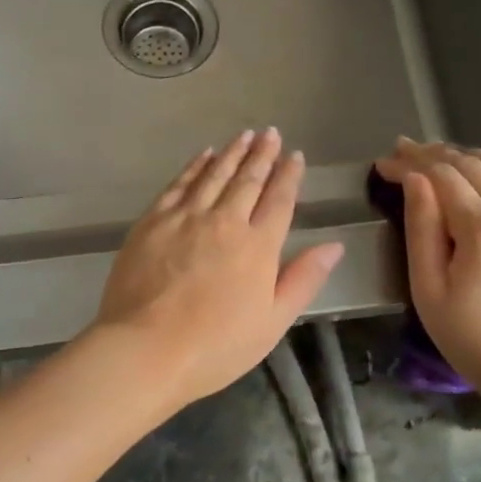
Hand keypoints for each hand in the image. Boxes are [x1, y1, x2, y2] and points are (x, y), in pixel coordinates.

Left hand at [94, 129, 344, 407]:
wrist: (146, 348)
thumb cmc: (216, 346)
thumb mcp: (272, 322)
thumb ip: (303, 279)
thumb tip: (334, 245)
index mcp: (257, 246)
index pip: (279, 200)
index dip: (289, 176)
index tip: (295, 155)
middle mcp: (224, 221)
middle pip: (248, 180)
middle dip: (262, 154)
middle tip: (270, 133)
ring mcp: (185, 217)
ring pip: (214, 174)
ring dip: (231, 153)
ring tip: (244, 135)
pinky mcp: (153, 221)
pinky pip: (179, 184)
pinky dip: (194, 166)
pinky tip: (203, 155)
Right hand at [374, 138, 480, 399]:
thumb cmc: (474, 338)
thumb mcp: (429, 289)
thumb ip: (421, 227)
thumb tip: (415, 179)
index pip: (440, 175)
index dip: (409, 164)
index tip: (384, 162)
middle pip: (472, 163)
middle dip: (434, 154)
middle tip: (405, 151)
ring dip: (469, 157)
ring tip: (441, 158)